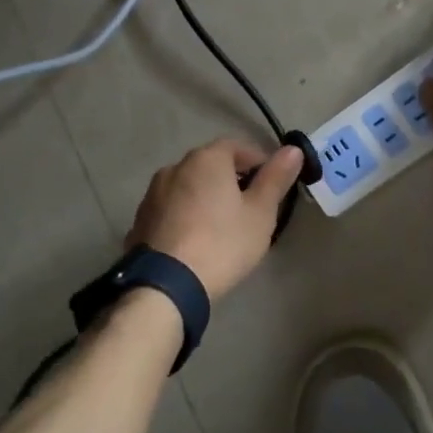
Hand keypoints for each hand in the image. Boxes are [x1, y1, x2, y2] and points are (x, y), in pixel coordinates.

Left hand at [128, 139, 303, 298]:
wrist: (166, 285)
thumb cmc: (222, 243)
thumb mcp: (260, 213)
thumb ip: (276, 178)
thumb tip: (293, 149)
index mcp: (206, 159)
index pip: (238, 147)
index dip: (258, 162)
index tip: (272, 185)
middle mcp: (175, 167)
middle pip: (210, 166)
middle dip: (232, 180)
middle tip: (251, 208)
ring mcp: (152, 194)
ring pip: (189, 187)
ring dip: (206, 198)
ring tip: (222, 226)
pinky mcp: (140, 220)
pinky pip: (171, 209)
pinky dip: (186, 216)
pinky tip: (195, 240)